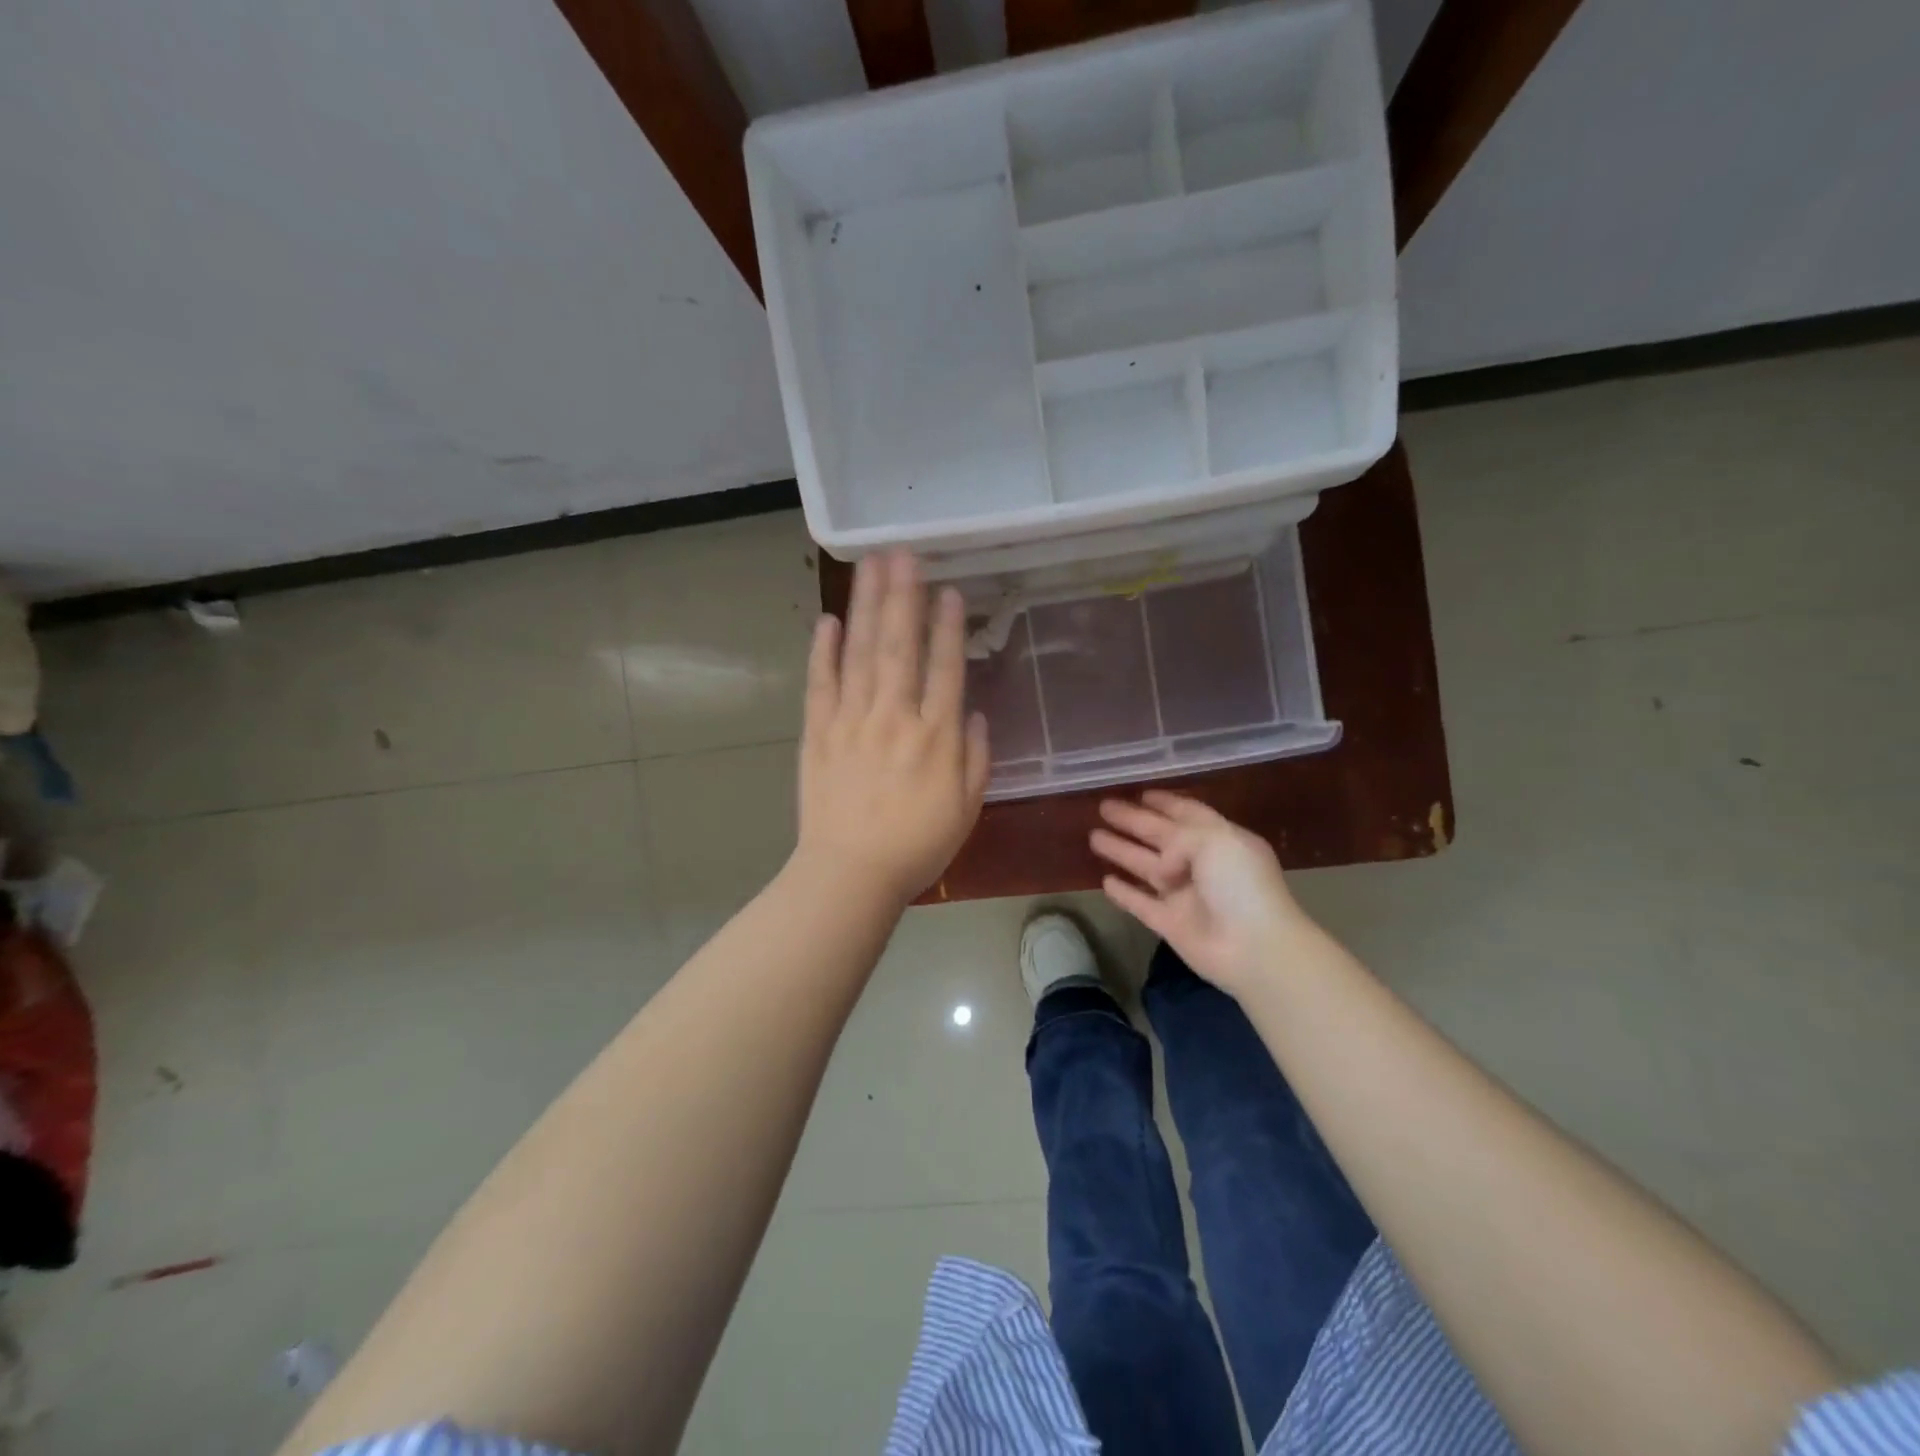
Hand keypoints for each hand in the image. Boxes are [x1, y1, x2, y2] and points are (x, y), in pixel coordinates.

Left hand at [794, 550, 989, 906]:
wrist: (849, 875)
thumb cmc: (916, 847)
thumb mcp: (966, 809)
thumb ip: (974, 758)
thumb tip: (974, 714)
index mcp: (935, 737)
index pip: (945, 669)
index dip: (948, 627)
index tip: (949, 590)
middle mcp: (894, 718)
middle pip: (899, 646)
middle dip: (903, 596)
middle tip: (903, 553)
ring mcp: (851, 722)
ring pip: (860, 653)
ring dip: (866, 606)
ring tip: (870, 566)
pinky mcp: (818, 734)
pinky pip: (820, 684)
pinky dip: (822, 651)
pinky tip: (827, 620)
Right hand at [1091, 791, 1308, 994]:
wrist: (1254, 948)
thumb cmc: (1240, 885)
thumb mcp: (1215, 841)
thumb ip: (1179, 838)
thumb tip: (1162, 864)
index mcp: (1221, 840)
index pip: (1188, 814)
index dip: (1165, 802)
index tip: (1140, 793)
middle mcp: (1202, 865)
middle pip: (1160, 837)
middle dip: (1133, 821)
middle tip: (1103, 807)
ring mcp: (1185, 895)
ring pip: (1145, 867)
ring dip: (1122, 851)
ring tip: (1093, 837)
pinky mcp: (1170, 924)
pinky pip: (1141, 904)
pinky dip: (1124, 893)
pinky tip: (1105, 881)